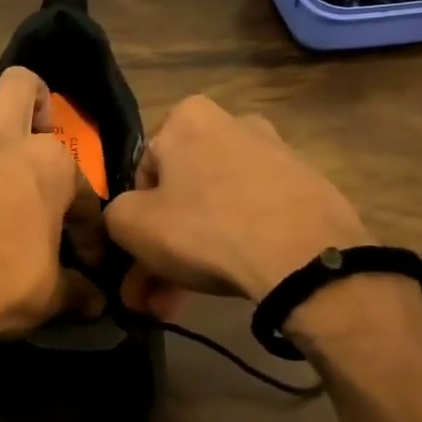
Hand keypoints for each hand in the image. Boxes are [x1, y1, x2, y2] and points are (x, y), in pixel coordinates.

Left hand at [0, 68, 81, 351]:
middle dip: (34, 96)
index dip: (88, 225)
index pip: (81, 188)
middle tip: (36, 127)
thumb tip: (96, 303)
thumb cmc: (2, 284)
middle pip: (19, 85)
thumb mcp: (51, 294)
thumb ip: (76, 291)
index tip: (86, 257)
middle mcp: (0, 143)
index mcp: (48, 165)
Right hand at [105, 95, 370, 307]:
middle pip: (182, 195)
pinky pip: (254, 218)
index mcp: (188, 117)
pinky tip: (227, 282)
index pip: (143, 172)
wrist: (303, 257)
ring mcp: (277, 156)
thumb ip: (114, 214)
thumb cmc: (204, 228)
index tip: (136, 259)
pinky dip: (236, 246)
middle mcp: (234, 123)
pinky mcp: (308, 188)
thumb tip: (126, 220)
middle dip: (162, 248)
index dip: (135, 220)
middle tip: (151, 295)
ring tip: (181, 303)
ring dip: (194, 255)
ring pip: (216, 210)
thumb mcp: (130, 224)